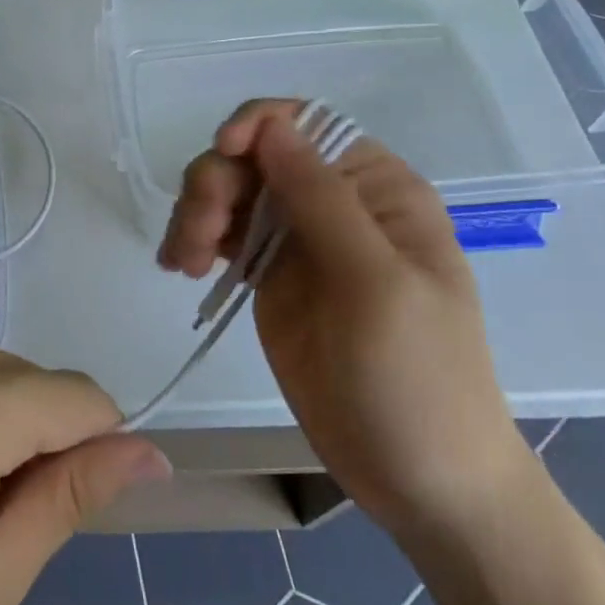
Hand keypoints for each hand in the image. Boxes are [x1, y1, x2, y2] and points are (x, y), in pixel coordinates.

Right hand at [157, 100, 531, 536]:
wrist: (422, 481)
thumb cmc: (418, 378)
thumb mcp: (377, 284)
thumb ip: (322, 199)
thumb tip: (271, 125)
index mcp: (376, 188)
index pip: (307, 124)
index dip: (257, 124)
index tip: (223, 154)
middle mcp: (334, 201)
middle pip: (254, 155)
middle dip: (217, 182)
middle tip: (199, 239)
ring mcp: (298, 239)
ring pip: (230, 191)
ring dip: (197, 212)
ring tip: (186, 264)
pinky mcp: (270, 275)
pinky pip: (222, 235)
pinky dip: (194, 241)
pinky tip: (182, 268)